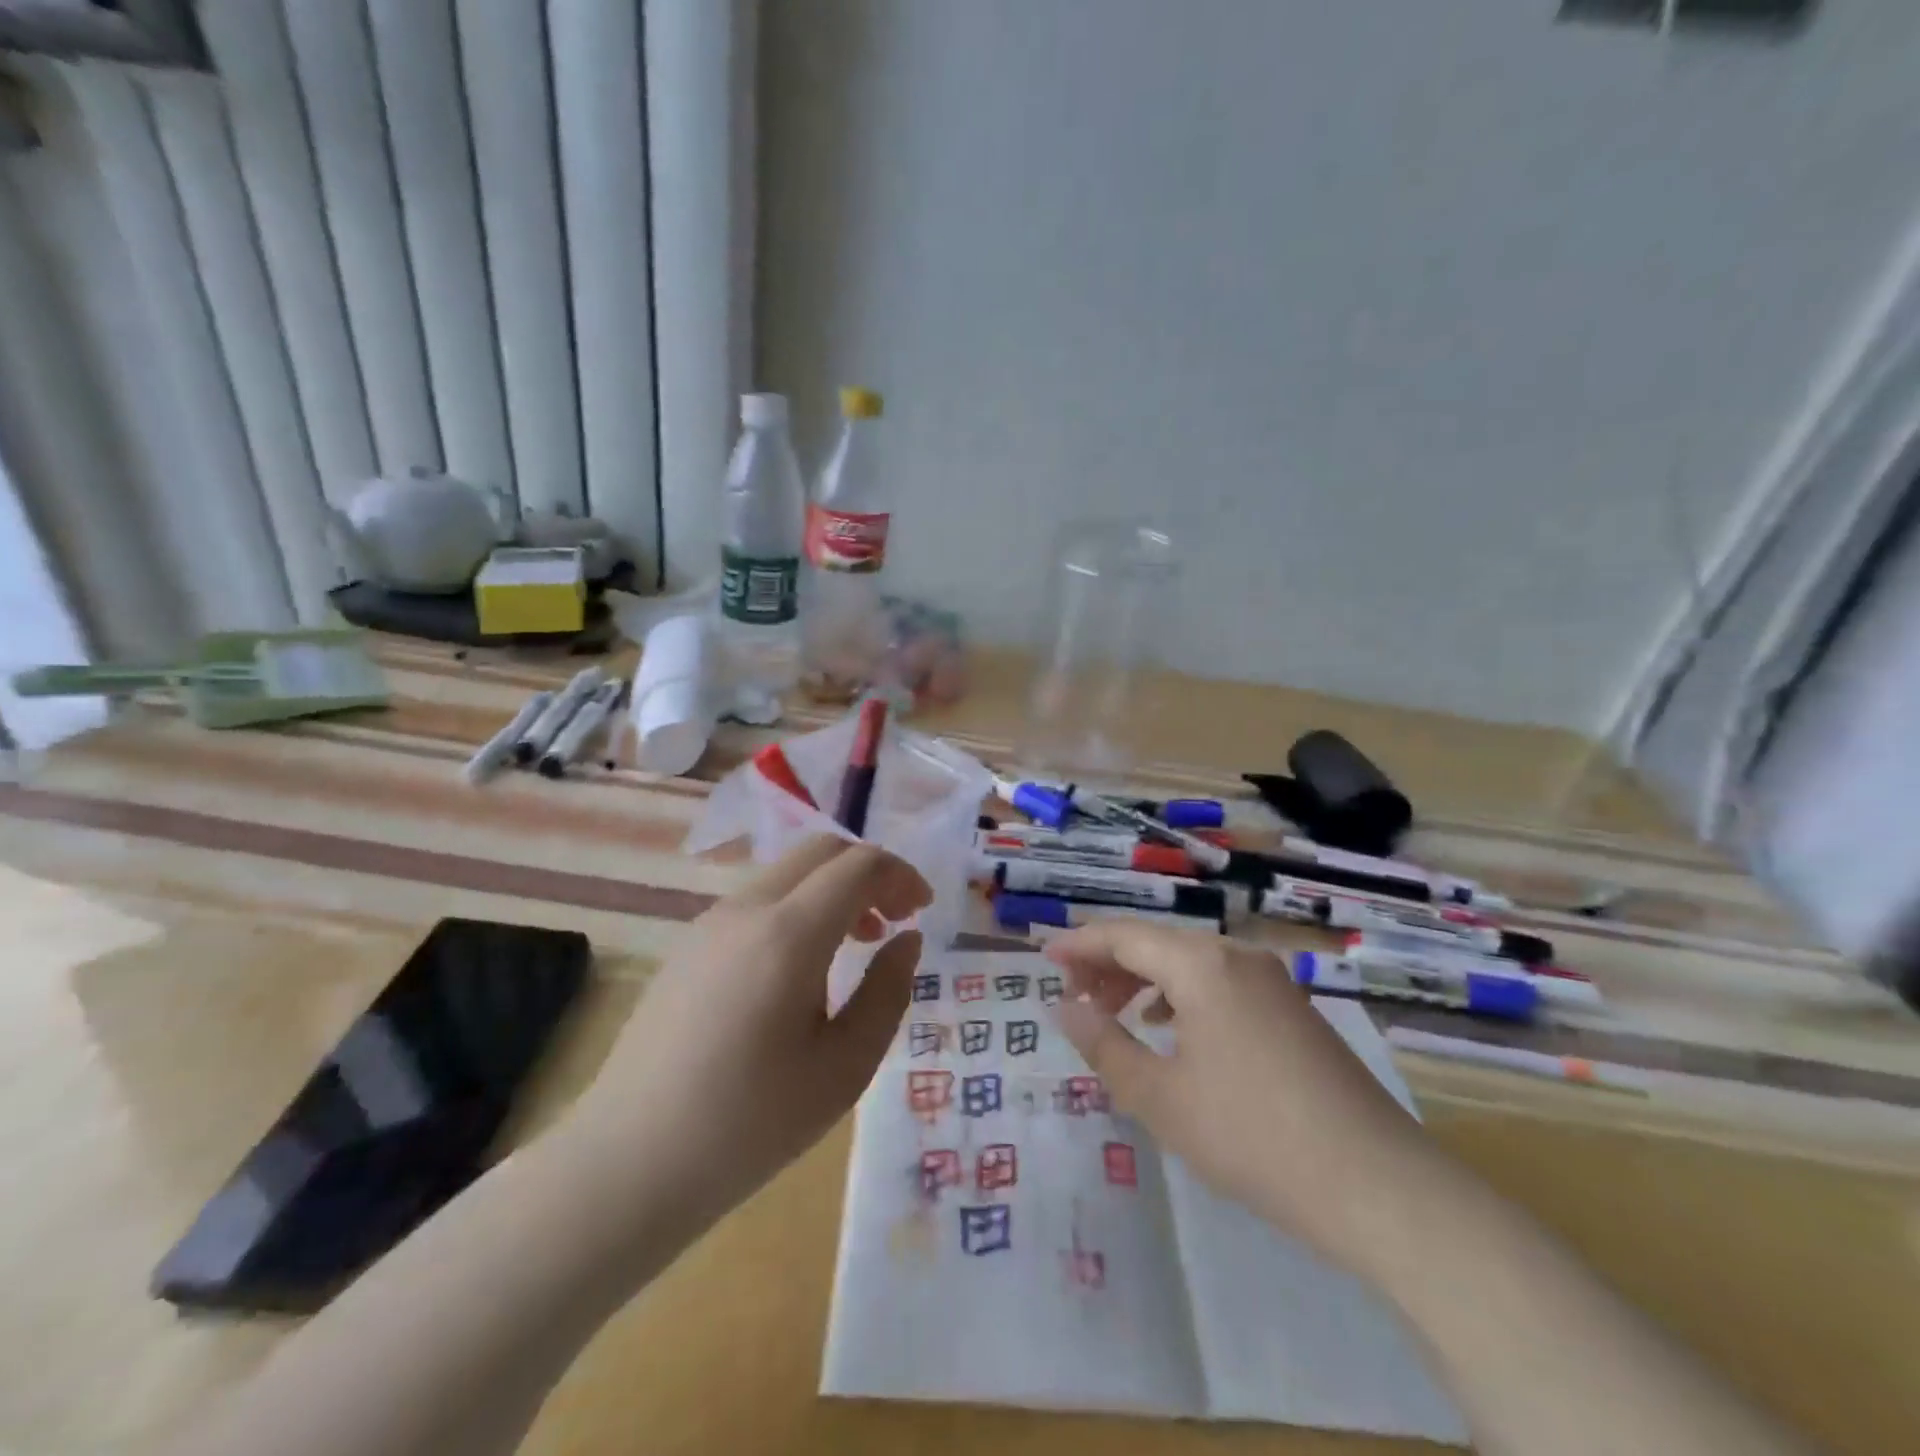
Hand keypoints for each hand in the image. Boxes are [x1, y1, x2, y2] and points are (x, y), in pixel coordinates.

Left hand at [566, 836, 929, 1231]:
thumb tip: (906, 940)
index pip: (859, 865)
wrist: (629, 1163)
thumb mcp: (845, 1066)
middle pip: (821, 851)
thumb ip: (887, 991)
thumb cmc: (750, 1123)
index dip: (901, 876)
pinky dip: (797, 907)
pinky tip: (800, 967)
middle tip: (894, 920)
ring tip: (854, 944)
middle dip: (868, 872)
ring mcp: (709, 923)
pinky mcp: (688, 945)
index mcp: (789, 933)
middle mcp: (746, 909)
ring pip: (787, 873)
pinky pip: (757, 901)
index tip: (923, 911)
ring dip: (831, 890)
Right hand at [1046, 922, 1445, 1274]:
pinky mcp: (1291, 1008)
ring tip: (1115, 1014)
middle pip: (1157, 942)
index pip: (1123, 936)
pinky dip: (1182, 995)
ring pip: (1189, 962)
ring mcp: (1271, 980)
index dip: (1078, 945)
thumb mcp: (1161, 1097)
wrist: (1379, 1185)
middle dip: (1109, 964)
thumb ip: (1104, 1045)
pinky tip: (1172, 1031)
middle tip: (1074, 997)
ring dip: (1145, 980)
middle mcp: (1236, 955)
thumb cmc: (1253, 1136)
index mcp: (1201, 964)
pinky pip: (1219, 982)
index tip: (1042, 958)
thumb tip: (1065, 1007)